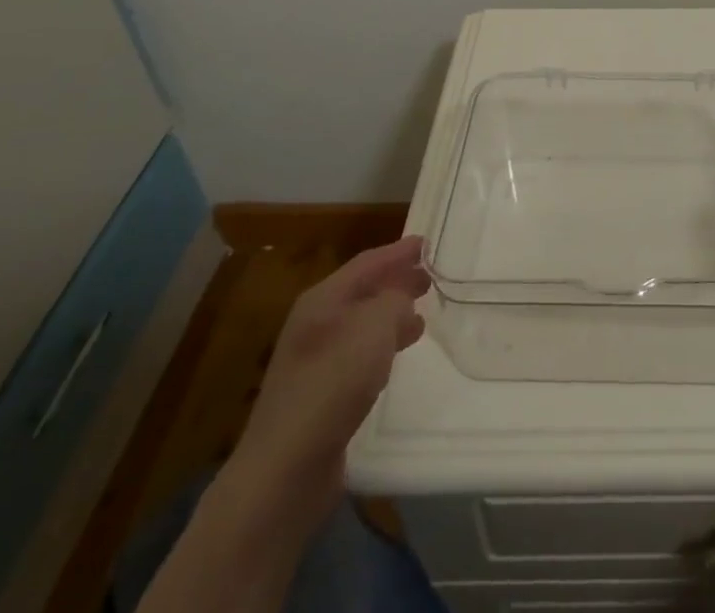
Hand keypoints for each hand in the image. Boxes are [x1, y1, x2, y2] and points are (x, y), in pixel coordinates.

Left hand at [227, 236, 429, 516]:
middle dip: (396, 281)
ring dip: (391, 315)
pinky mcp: (319, 395)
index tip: (427, 244)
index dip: (398, 251)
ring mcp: (314, 361)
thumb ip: (396, 300)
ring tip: (421, 316)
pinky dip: (382, 346)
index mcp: (322, 299)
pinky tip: (396, 356)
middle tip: (429, 278)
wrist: (285, 469)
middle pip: (362, 291)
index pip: (367, 262)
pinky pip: (359, 354)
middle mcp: (315, 323)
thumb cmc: (332, 383)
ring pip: (362, 324)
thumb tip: (403, 301)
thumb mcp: (375, 326)